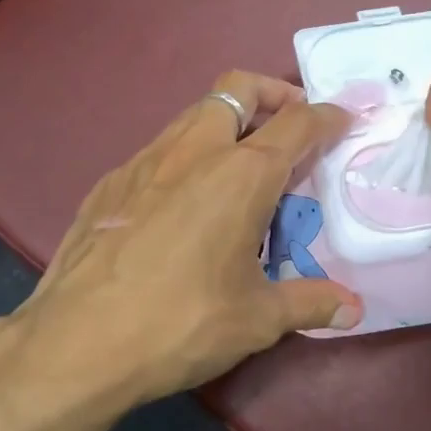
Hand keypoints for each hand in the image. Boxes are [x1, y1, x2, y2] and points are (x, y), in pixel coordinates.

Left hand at [12, 72, 363, 406]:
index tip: (341, 122)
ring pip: (194, 115)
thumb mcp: (257, 318)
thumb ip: (310, 303)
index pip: (296, 123)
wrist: (76, 342)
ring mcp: (144, 161)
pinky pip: (159, 151)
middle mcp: (194, 151)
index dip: (326, 117)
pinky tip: (182, 203)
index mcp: (241, 175)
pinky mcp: (110, 183)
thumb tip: (354, 309)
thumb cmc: (181, 324)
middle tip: (289, 125)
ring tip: (240, 166)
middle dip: (271, 94)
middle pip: (237, 88)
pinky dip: (185, 157)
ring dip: (226, 122)